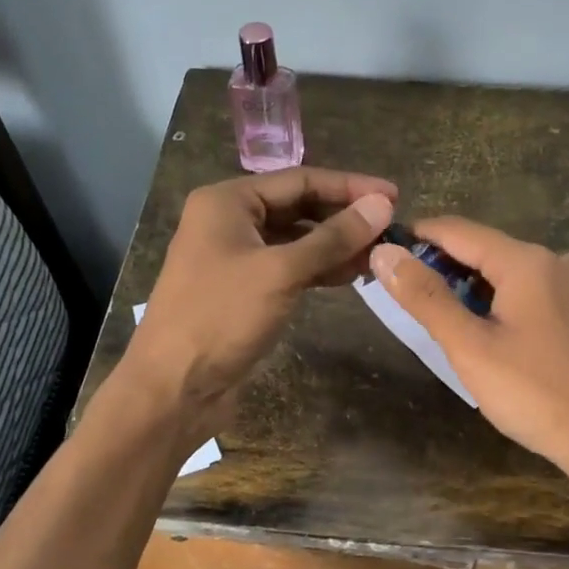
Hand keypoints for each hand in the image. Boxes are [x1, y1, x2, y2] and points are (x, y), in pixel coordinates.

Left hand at [120, 167, 396, 443]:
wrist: (173, 388)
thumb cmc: (221, 317)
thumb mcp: (282, 271)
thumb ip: (334, 237)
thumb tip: (383, 205)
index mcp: (228, 201)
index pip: (300, 180)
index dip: (350, 187)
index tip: (395, 196)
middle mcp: (230, 221)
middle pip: (299, 207)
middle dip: (345, 217)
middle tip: (392, 228)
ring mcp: (236, 257)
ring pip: (297, 240)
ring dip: (337, 245)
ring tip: (380, 254)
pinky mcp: (245, 289)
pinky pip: (290, 267)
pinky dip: (320, 269)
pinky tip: (353, 275)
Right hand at [368, 219, 568, 526]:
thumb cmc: (536, 391)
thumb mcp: (470, 346)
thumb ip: (426, 297)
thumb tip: (385, 253)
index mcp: (522, 261)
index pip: (454, 230)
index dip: (414, 238)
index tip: (379, 259)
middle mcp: (547, 262)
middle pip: (478, 248)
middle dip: (436, 265)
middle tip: (399, 297)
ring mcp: (564, 288)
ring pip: (499, 273)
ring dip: (462, 286)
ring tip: (431, 316)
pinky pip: (520, 293)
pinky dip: (490, 302)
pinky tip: (479, 329)